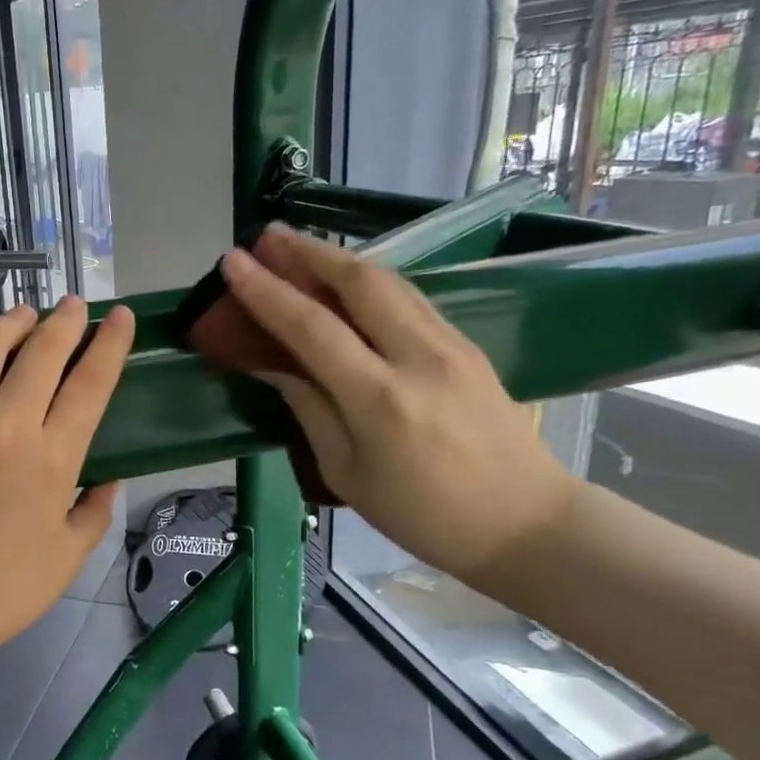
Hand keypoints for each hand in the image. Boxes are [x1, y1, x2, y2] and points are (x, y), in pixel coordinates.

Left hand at [0, 298, 134, 668]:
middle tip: (73, 306)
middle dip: (65, 320)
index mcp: (54, 457)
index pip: (92, 383)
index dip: (111, 343)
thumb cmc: (3, 592)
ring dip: (8, 322)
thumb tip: (111, 478)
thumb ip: (96, 511)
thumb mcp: (69, 558)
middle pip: (43, 352)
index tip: (119, 317)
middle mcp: (7, 424)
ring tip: (21, 315)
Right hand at [219, 227, 577, 587]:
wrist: (526, 523)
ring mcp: (451, 345)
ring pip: (390, 281)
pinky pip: (411, 298)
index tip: (233, 261)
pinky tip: (349, 282)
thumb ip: (310, 410)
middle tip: (268, 236)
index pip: (311, 328)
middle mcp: (418, 357)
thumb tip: (276, 367)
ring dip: (341, 258)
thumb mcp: (348, 474)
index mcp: (379, 399)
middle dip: (309, 252)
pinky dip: (371, 281)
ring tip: (300, 248)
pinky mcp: (469, 346)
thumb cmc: (423, 515)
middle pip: (360, 282)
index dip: (267, 292)